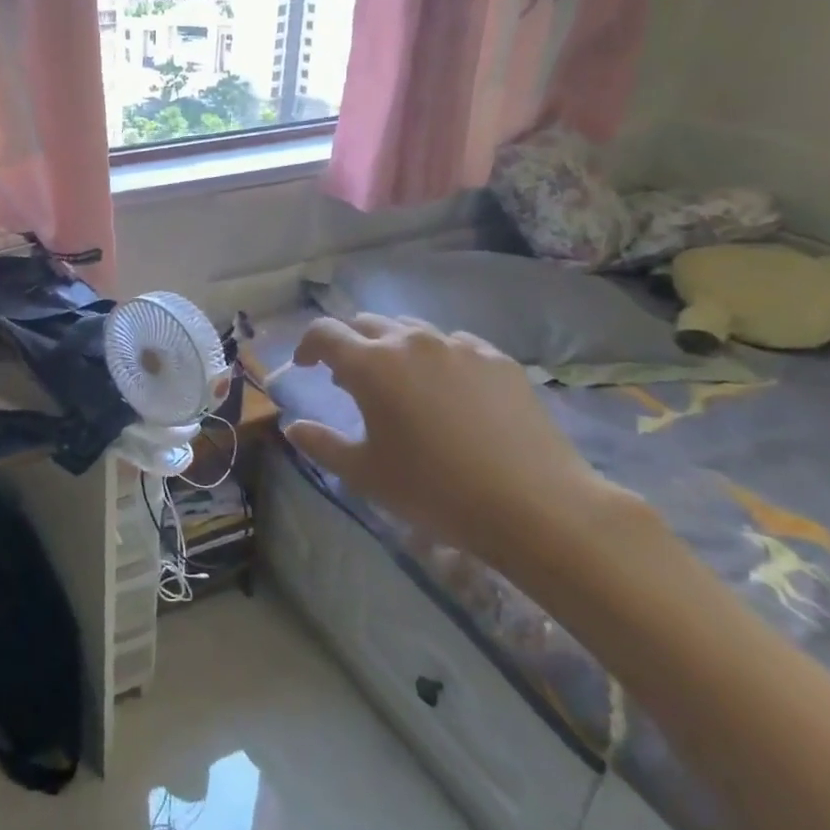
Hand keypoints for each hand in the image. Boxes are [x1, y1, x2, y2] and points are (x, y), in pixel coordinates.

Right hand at [285, 314, 621, 566]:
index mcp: (370, 365)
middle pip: (366, 324)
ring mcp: (459, 346)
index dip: (307, 345)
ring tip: (401, 383)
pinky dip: (437, 358)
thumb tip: (293, 427)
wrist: (535, 505)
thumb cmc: (434, 491)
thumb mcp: (365, 474)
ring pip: (411, 329)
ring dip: (393, 348)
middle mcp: (410, 342)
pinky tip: (449, 391)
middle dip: (350, 345)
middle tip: (350, 381)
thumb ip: (321, 444)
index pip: (324, 333)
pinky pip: (455, 344)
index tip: (306, 367)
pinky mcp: (497, 359)